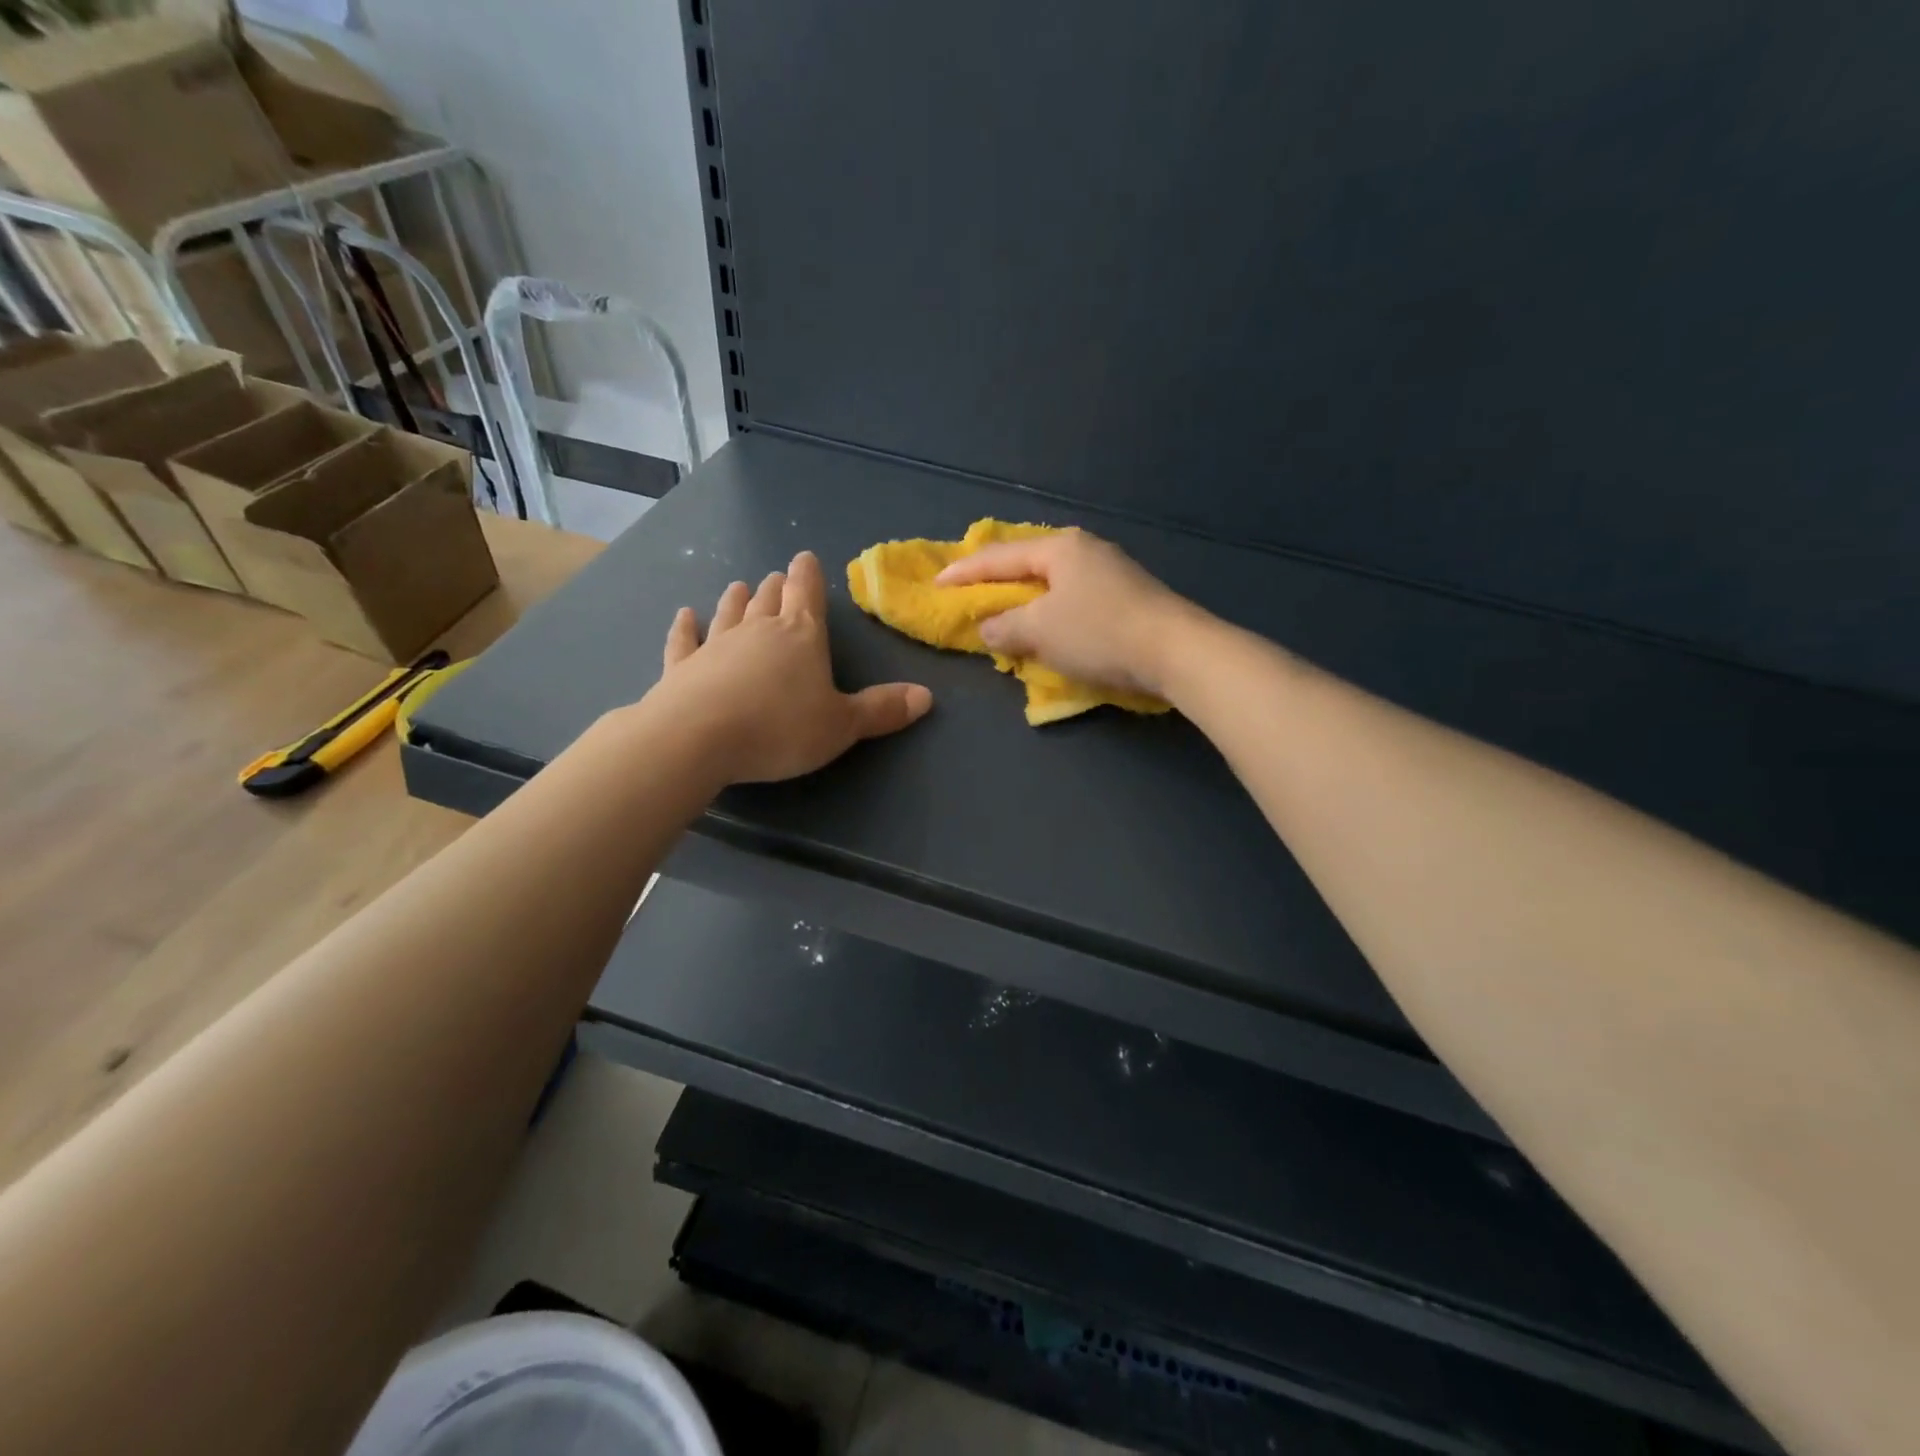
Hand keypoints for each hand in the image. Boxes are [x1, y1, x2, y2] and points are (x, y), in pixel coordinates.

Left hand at [648, 551, 931, 783]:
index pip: (807, 595)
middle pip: (769, 601)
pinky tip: (684, 615)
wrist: (697, 739)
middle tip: (776, 577)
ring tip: (740, 585)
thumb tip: (927, 696)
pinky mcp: (681, 667)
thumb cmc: (780, 728)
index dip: (809, 576)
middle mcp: (758, 631)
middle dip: (776, 588)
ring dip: (737, 600)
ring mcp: (715, 646)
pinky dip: (685, 627)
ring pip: (729, 613)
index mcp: (801, 637)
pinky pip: (685, 641)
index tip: (804, 557)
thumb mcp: (842, 726)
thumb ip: (881, 710)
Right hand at [935, 529, 1201, 698]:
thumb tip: (989, 629)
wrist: (1176, 651)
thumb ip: (1005, 628)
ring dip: (1024, 598)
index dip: (964, 572)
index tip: (936, 583)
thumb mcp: (1040, 631)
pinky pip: (1072, 598)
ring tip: (1003, 610)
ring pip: (1052, 582)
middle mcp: (1085, 550)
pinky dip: (1050, 610)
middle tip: (968, 591)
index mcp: (1059, 548)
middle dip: (996, 580)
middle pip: (1027, 563)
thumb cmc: (1099, 633)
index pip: (999, 557)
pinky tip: (1046, 623)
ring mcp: (1110, 571)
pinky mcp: (1127, 596)